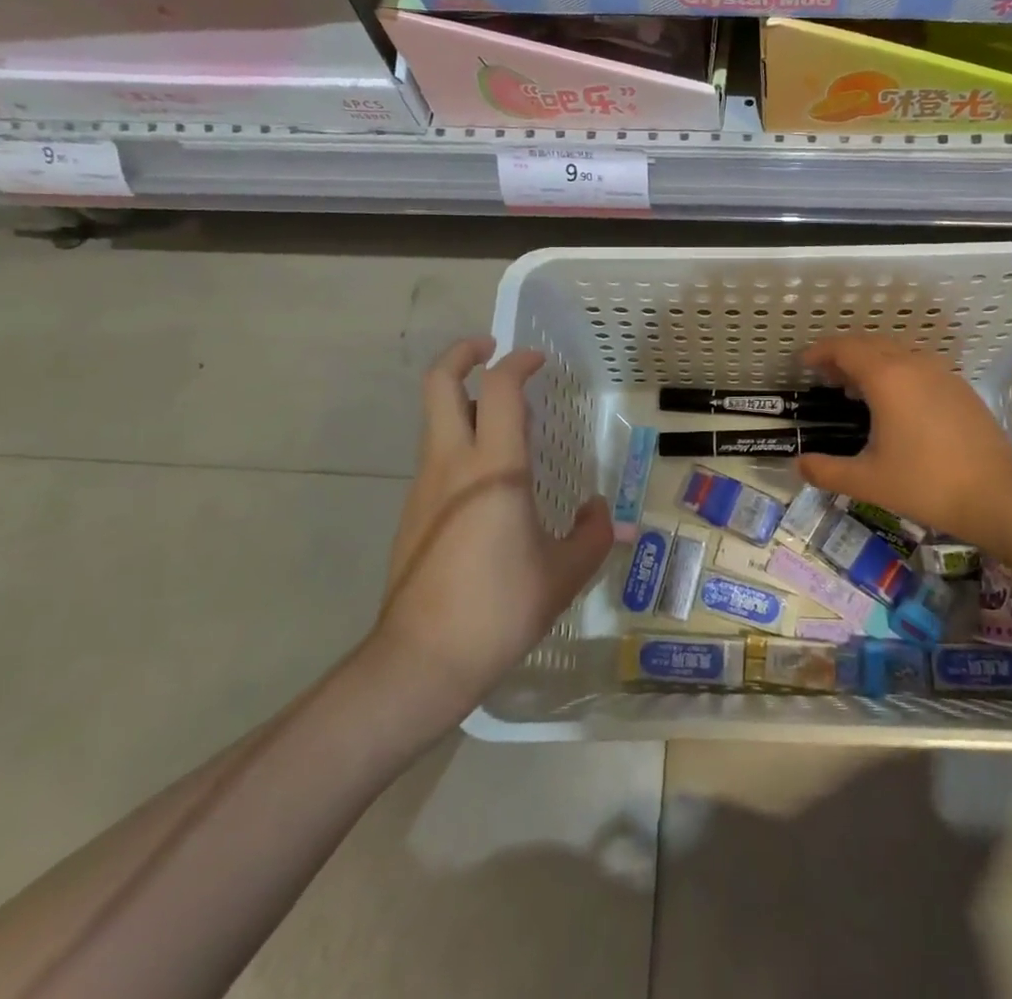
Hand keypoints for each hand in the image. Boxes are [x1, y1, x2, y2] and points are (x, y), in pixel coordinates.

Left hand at [373, 337, 610, 706]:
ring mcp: (424, 487)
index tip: (538, 362)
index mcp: (493, 467)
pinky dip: (459, 442)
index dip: (519, 363)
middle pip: (439, 383)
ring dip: (463, 401)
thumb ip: (592, 535)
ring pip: (435, 419)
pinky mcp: (412, 513)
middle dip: (463, 354)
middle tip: (491, 350)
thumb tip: (599, 512)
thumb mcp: (563, 574)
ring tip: (503, 419)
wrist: (421, 662)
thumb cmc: (499, 608)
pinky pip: (436, 457)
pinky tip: (490, 481)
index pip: (499, 389)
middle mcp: (451, 463)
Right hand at [797, 334, 1011, 547]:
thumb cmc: (925, 484)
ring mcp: (942, 373)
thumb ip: (826, 471)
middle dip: (843, 354)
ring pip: (897, 351)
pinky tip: (896, 402)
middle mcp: (913, 364)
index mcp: (887, 378)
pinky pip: (919, 365)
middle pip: (870, 343)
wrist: (997, 496)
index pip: (845, 348)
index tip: (804, 363)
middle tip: (825, 376)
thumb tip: (799, 465)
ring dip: (871, 360)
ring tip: (856, 388)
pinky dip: (896, 370)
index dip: (821, 352)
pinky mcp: (960, 388)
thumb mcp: (867, 482)